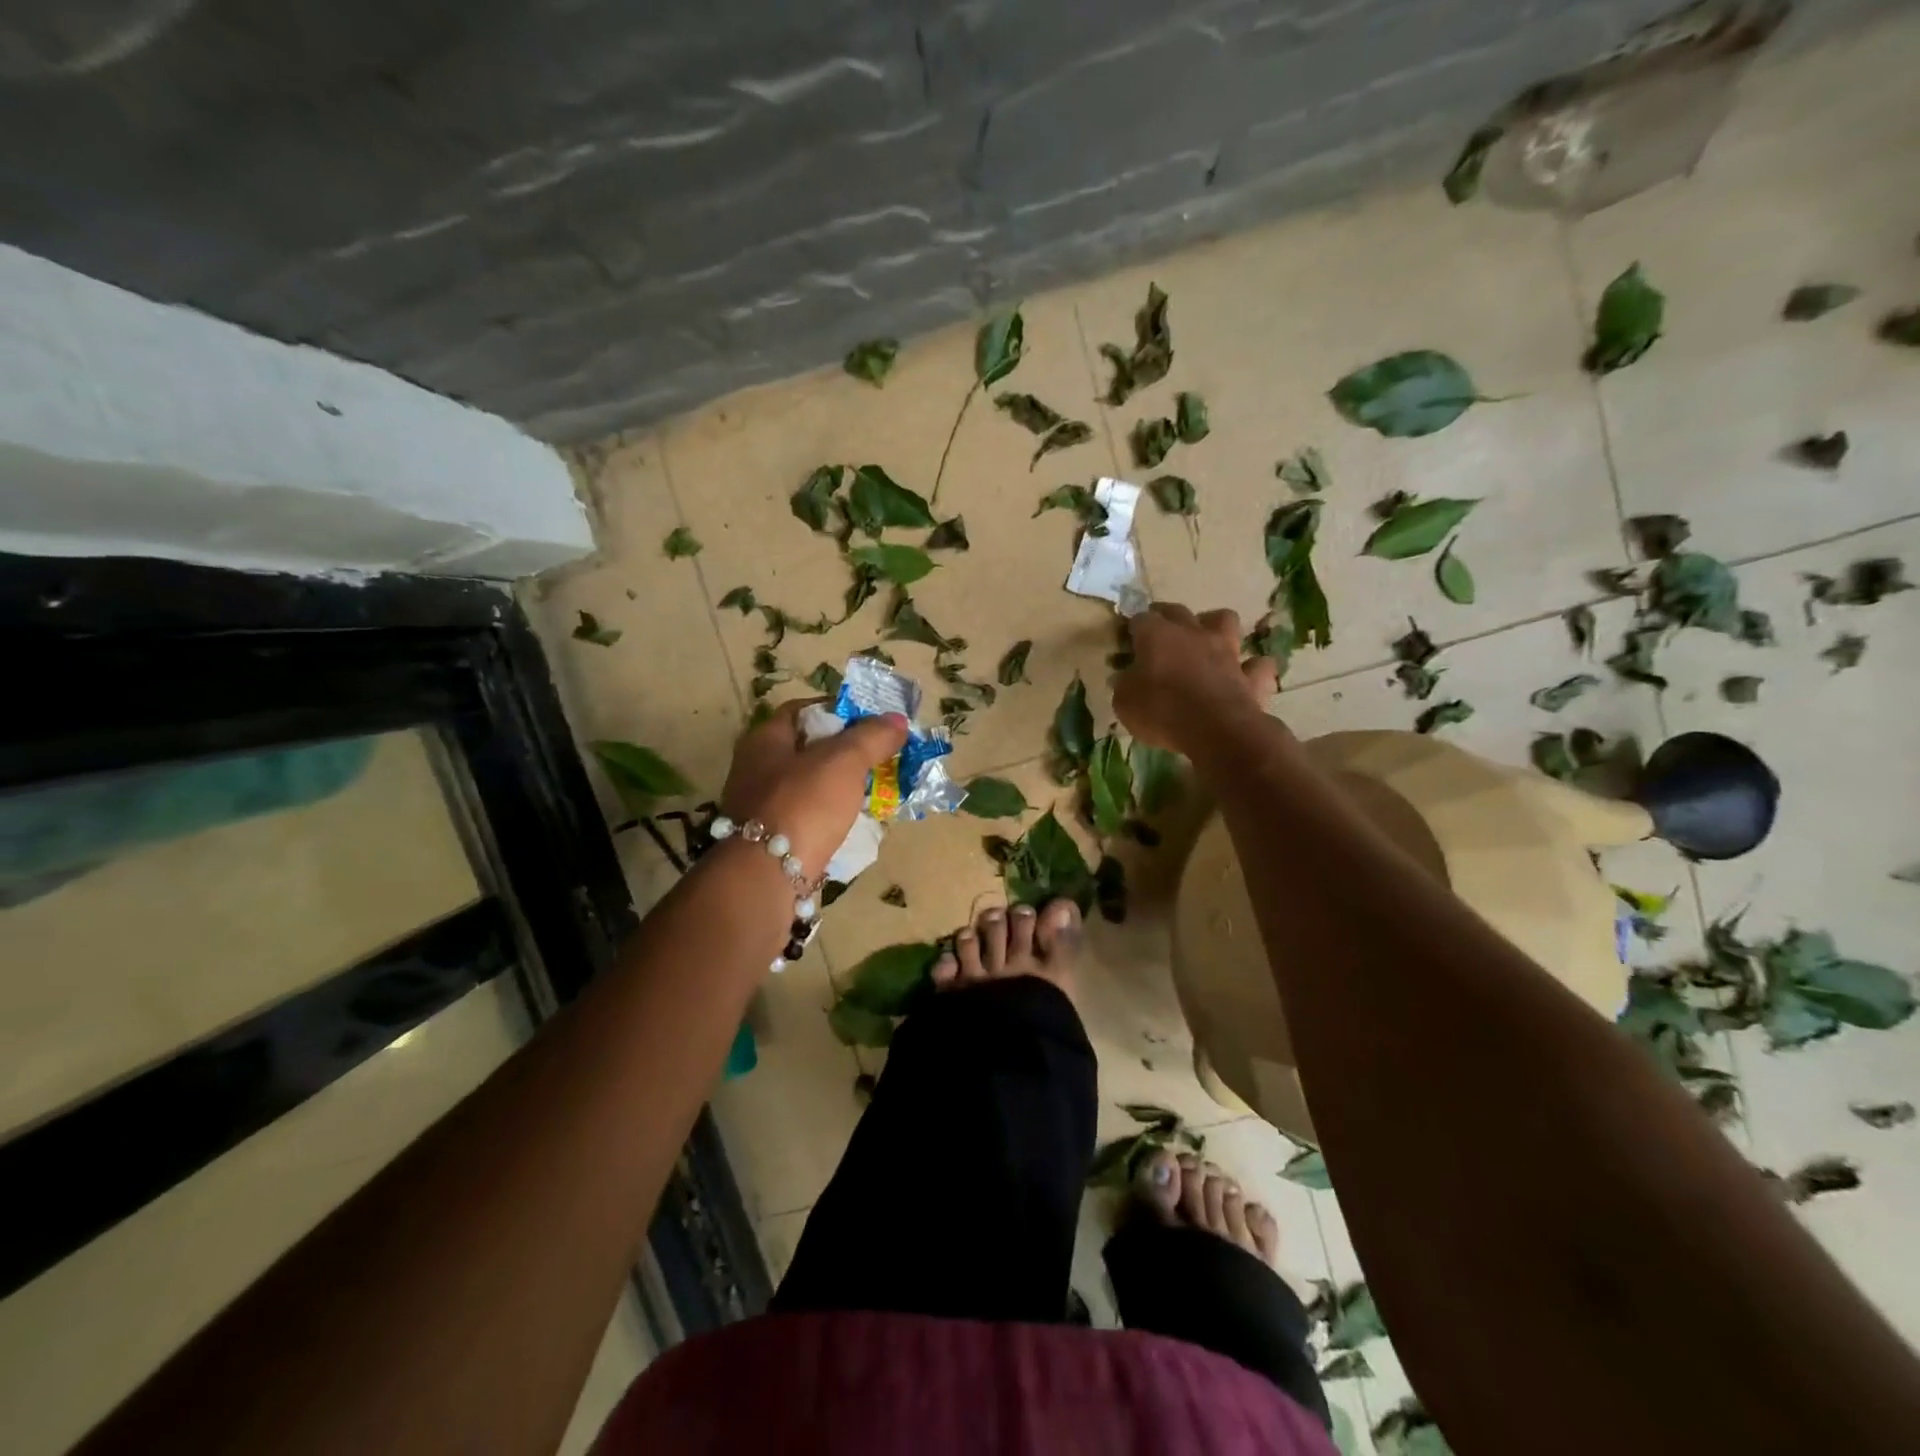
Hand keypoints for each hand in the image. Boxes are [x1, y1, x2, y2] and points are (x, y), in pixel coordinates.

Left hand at [719, 700, 908, 875]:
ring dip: (839, 786)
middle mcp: (755, 768)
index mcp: (764, 739)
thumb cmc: (804, 804)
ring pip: (808, 785)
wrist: (769, 876)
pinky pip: (807, 816)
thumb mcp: (844, 761)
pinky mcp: (770, 839)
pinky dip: (829, 815)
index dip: (839, 710)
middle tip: (878, 757)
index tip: (872, 721)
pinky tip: (853, 822)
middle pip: (807, 748)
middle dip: (844, 751)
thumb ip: (872, 737)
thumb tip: (897, 720)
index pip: (803, 710)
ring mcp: (760, 806)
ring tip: (873, 790)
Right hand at [1113, 604, 1278, 753]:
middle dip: (1166, 617)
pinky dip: (1251, 668)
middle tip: (1158, 633)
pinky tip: (1244, 676)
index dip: (1132, 629)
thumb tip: (1125, 677)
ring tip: (1207, 641)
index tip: (1126, 641)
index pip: (1139, 619)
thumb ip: (1124, 685)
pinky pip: (1257, 665)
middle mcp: (1193, 633)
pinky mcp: (1251, 675)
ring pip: (1225, 621)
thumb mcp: (1125, 702)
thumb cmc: (1162, 711)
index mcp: (1157, 635)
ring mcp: (1227, 651)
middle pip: (1178, 611)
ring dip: (1215, 627)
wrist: (1216, 729)